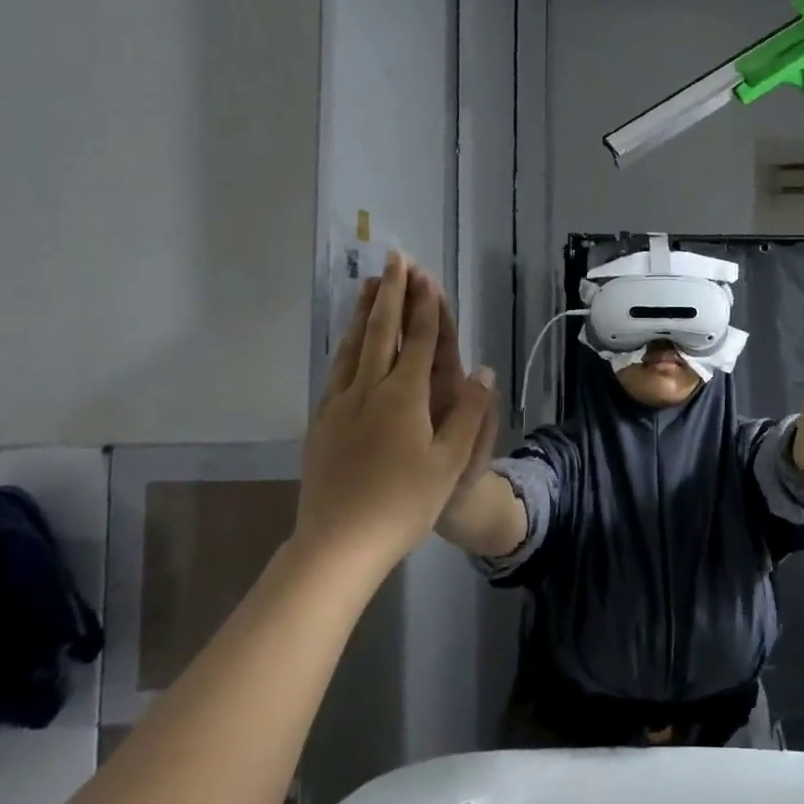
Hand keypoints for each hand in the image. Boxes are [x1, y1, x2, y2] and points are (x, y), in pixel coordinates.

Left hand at [297, 252, 496, 567]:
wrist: (338, 543)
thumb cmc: (403, 504)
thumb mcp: (449, 462)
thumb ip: (468, 413)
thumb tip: (482, 370)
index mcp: (403, 397)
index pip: (417, 340)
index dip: (424, 306)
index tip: (424, 274)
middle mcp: (368, 390)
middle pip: (380, 332)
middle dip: (391, 294)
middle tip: (394, 259)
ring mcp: (339, 405)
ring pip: (352, 347)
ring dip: (363, 312)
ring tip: (369, 285)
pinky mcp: (321, 422)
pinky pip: (336, 370)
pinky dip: (345, 345)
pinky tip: (346, 342)